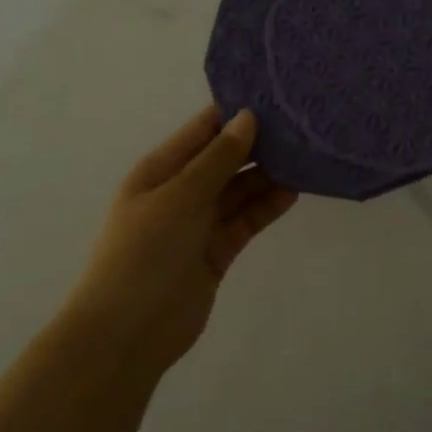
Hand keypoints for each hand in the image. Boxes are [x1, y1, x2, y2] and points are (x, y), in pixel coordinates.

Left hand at [71, 107, 297, 375]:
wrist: (125, 335)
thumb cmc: (144, 253)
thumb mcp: (179, 197)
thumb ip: (217, 158)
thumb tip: (248, 117)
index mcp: (161, 170)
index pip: (203, 130)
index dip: (235, 113)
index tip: (276, 96)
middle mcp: (181, 191)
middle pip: (226, 159)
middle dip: (259, 144)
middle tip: (302, 127)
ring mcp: (199, 223)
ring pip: (240, 189)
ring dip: (268, 175)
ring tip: (305, 158)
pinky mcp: (217, 251)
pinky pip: (246, 219)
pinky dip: (267, 207)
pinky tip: (293, 192)